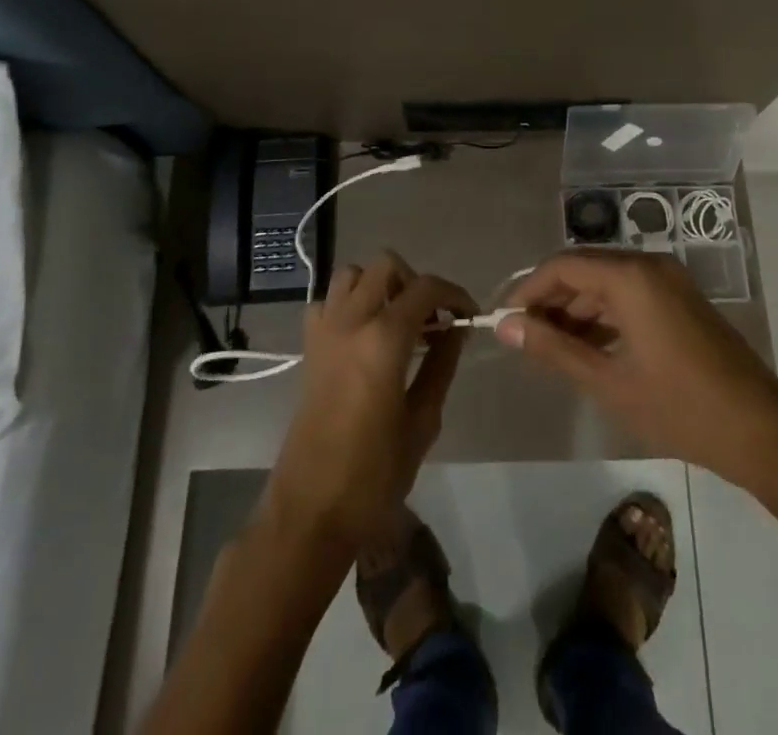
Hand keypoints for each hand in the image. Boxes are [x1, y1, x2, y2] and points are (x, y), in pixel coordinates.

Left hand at [266, 252, 476, 548]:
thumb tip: (455, 329)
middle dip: (415, 283)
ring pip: (352, 274)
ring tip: (399, 321)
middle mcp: (350, 322)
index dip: (454, 294)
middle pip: (386, 266)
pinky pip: (328, 302)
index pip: (426, 287)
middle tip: (433, 320)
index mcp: (383, 339)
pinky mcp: (308, 348)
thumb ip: (441, 365)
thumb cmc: (374, 476)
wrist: (310, 512)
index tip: (469, 316)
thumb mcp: (422, 422)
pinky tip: (365, 336)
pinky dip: (349, 305)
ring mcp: (324, 331)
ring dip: (380, 285)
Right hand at [495, 251, 777, 481]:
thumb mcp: (608, 380)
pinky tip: (589, 347)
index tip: (504, 322)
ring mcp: (669, 280)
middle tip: (524, 338)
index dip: (528, 291)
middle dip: (551, 300)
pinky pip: (630, 293)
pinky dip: (604, 314)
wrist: (759, 428)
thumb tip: (506, 326)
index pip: (562, 266)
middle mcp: (648, 265)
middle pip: (584, 269)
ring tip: (551, 348)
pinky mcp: (680, 298)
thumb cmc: (679, 406)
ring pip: (606, 282)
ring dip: (576, 309)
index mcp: (630, 276)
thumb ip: (554, 348)